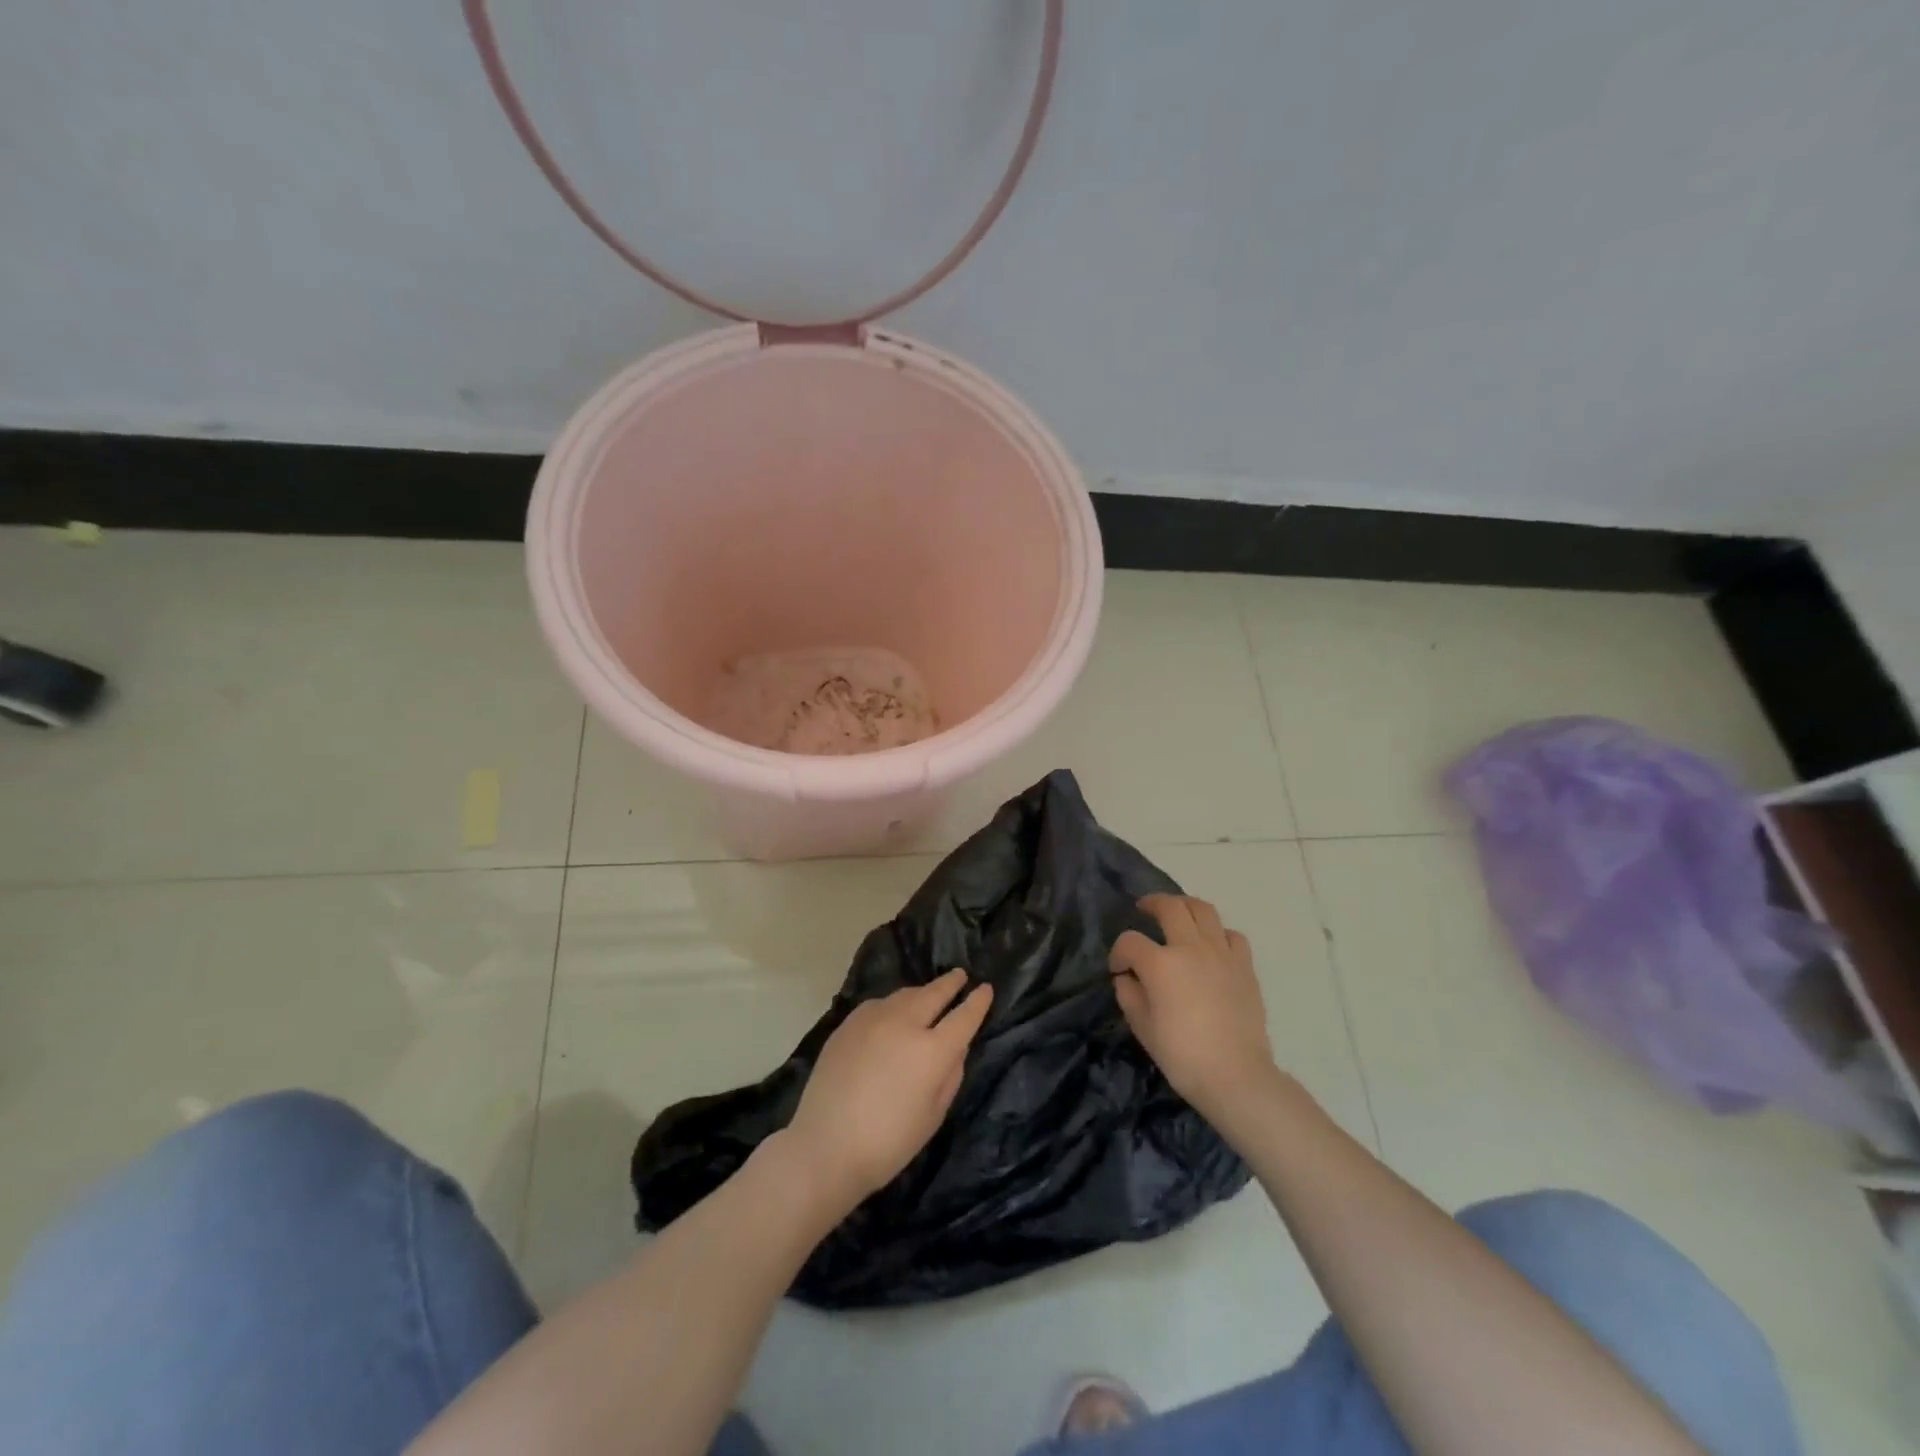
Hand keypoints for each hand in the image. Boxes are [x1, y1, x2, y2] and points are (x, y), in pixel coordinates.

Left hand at [784, 969, 993, 1210]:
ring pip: (905, 994)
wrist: (824, 1146)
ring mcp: (872, 1019)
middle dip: (951, 983)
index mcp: (931, 1051)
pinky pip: (879, 1004)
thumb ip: (950, 1075)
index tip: (986, 988)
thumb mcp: (933, 1116)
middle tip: (960, 975)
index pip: (963, 1017)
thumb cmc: (888, 1143)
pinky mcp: (848, 1024)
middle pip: (933, 993)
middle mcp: (904, 1024)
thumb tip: (956, 1047)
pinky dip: (894, 1003)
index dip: (978, 1002)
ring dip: (922, 992)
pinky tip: (893, 1012)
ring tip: (929, 994)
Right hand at [1109, 894, 1278, 1125]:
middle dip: (1151, 904)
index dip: (1118, 953)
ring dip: (1185, 905)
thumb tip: (1127, 978)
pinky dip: (1218, 933)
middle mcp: (1190, 948)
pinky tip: (1212, 946)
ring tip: (1178, 913)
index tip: (1118, 969)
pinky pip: (1232, 935)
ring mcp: (1221, 953)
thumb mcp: (1142, 1028)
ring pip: (1204, 909)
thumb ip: (1129, 995)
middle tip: (1143, 910)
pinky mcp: (1244, 966)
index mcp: (1160, 964)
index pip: (1129, 942)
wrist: (1236, 1075)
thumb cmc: (1182, 1055)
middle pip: (1170, 906)